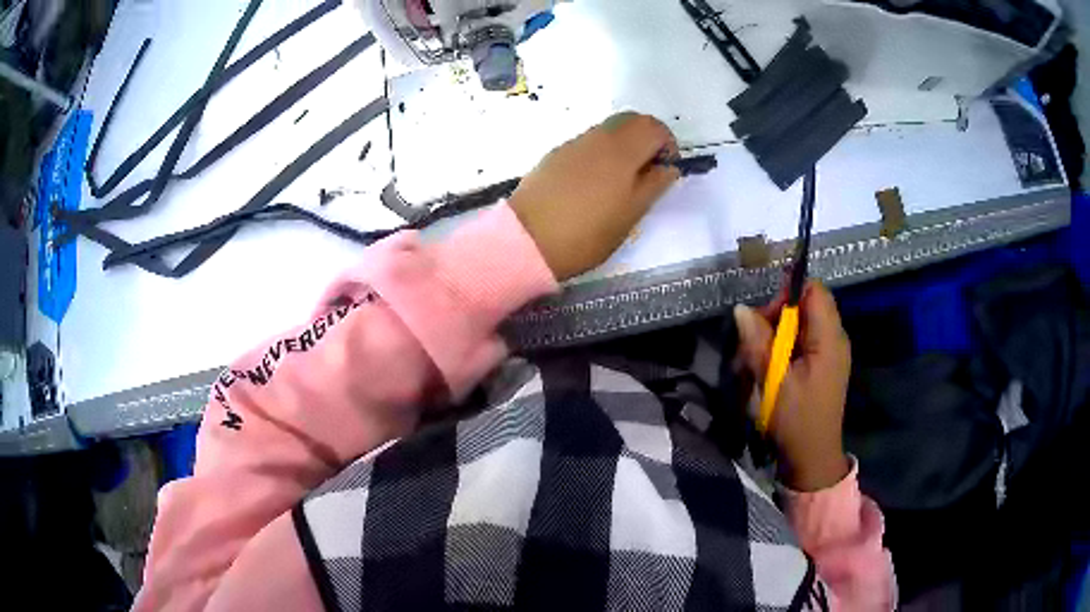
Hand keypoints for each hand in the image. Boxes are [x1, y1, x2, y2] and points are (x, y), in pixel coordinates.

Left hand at [509, 113, 679, 280]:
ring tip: (620, 183)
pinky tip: (592, 186)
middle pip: (631, 120)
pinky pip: (587, 144)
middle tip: (647, 172)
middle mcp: (597, 137)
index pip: (654, 127)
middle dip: (646, 139)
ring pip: (607, 131)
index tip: (665, 171)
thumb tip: (668, 167)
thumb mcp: (631, 214)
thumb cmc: (588, 231)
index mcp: (621, 148)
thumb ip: (655, 185)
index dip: (667, 144)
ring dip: (623, 146)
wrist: (527, 240)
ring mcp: (572, 144)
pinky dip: (600, 153)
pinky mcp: (554, 155)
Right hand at [734, 282, 851, 491]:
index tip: (765, 317)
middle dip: (778, 316)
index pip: (815, 291)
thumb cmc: (796, 421)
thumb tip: (742, 309)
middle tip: (755, 342)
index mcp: (829, 339)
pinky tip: (770, 370)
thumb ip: (759, 343)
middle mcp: (835, 340)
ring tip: (758, 360)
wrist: (813, 459)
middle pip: (808, 305)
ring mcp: (830, 354)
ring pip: (803, 325)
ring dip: (778, 335)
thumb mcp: (773, 382)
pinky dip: (785, 349)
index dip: (788, 293)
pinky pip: (804, 343)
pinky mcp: (823, 367)